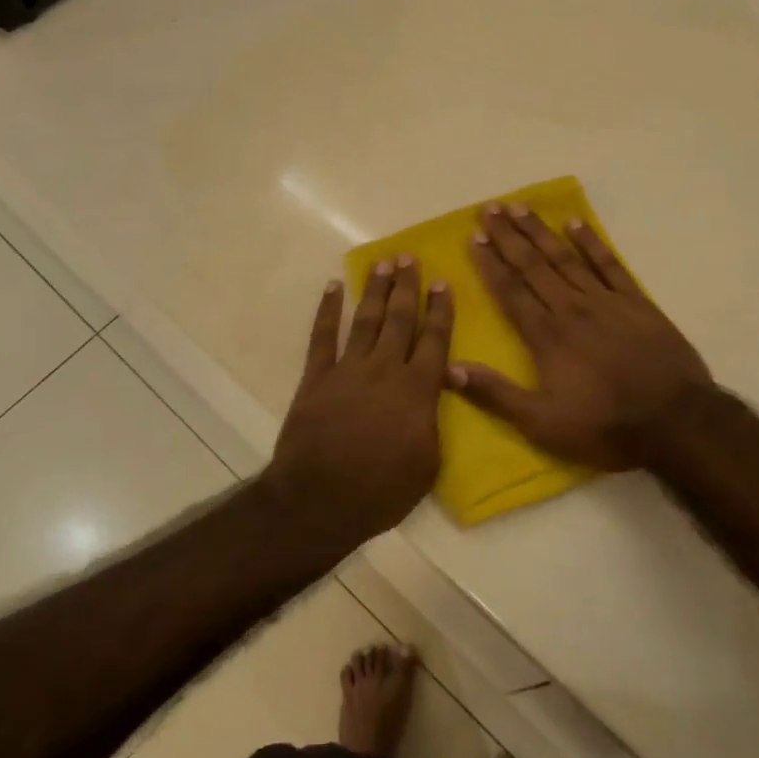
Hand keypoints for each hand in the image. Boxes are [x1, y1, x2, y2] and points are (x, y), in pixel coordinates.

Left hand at [266, 258, 453, 540]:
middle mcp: (385, 369)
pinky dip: (327, 310)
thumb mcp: (428, 463)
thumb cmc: (382, 490)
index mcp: (417, 389)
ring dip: (374, 289)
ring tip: (382, 263)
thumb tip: (433, 393)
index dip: (439, 310)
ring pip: (365, 319)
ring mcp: (348, 369)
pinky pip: (323, 336)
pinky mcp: (317, 378)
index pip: (434, 340)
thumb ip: (432, 420)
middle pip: (399, 319)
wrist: (321, 500)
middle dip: (406, 286)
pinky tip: (332, 288)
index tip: (441, 282)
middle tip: (409, 257)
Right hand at [451, 203, 711, 469]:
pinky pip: (609, 264)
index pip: (511, 291)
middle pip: (534, 265)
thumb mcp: (543, 423)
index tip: (473, 238)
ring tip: (519, 206)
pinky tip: (575, 223)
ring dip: (540, 231)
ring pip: (566, 257)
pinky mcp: (637, 302)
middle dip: (508, 236)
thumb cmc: (605, 425)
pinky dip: (592, 242)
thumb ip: (496, 394)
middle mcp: (572, 308)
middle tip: (488, 208)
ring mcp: (606, 301)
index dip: (490, 264)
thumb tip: (450, 369)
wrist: (677, 422)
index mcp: (547, 336)